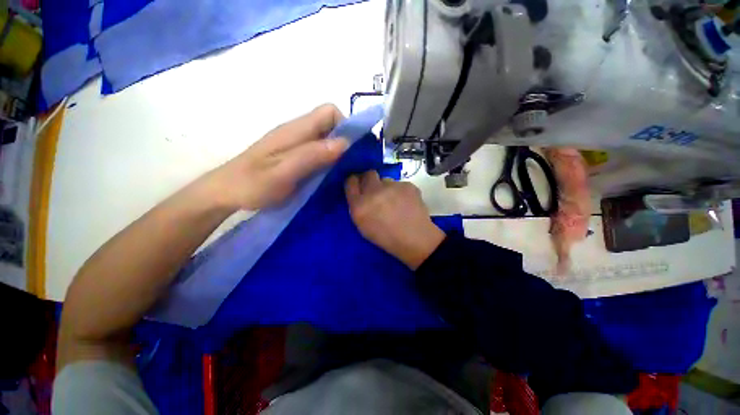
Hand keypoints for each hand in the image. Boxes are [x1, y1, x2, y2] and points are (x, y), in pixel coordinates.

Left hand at [203, 104, 347, 210]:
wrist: (226, 192)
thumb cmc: (252, 184)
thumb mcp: (284, 172)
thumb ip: (312, 155)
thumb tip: (345, 142)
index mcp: (295, 131)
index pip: (329, 111)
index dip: (346, 125)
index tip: (354, 149)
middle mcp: (297, 132)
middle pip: (330, 125)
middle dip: (346, 140)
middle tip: (352, 163)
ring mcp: (295, 144)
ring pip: (326, 138)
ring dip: (339, 151)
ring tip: (344, 171)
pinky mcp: (293, 155)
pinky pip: (318, 151)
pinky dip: (329, 159)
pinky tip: (329, 174)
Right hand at [345, 171, 444, 269]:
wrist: (416, 240)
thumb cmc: (386, 238)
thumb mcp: (363, 227)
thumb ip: (358, 207)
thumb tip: (360, 194)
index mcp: (360, 205)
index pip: (350, 182)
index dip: (354, 182)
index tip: (358, 185)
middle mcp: (373, 192)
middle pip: (368, 174)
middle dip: (370, 180)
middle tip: (376, 190)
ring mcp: (392, 186)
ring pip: (385, 180)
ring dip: (386, 188)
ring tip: (395, 201)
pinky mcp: (407, 185)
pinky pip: (399, 184)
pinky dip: (401, 191)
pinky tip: (406, 203)